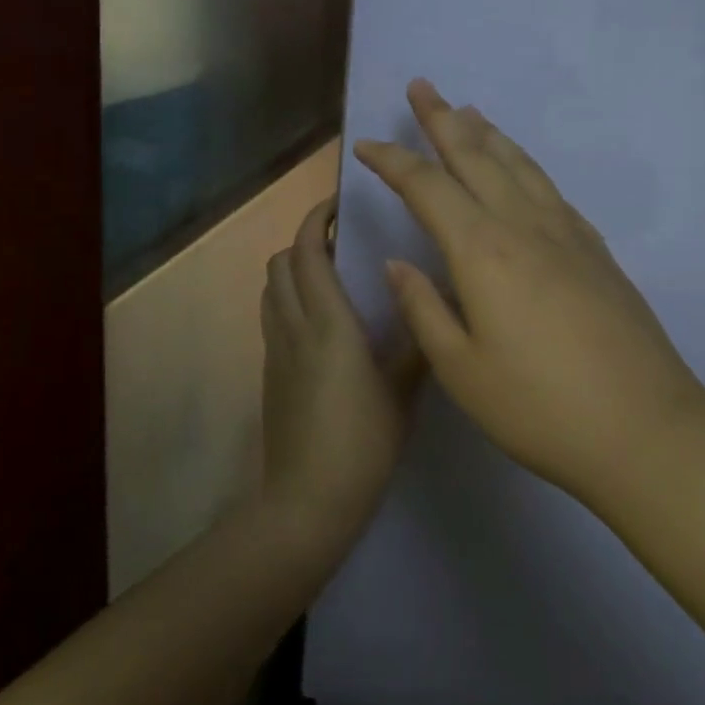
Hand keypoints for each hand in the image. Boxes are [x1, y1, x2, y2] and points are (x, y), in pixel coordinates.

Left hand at [260, 196, 421, 554]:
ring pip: (272, 288)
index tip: (339, 204)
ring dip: (294, 269)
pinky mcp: (269, 373)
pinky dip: (289, 299)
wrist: (308, 500)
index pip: (308, 251)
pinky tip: (322, 322)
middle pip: (281, 262)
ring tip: (332, 276)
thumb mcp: (404, 391)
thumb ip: (419, 340)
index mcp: (328, 323)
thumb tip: (434, 299)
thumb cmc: (363, 442)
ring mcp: (275, 350)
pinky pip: (272, 316)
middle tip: (343, 242)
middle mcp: (293, 326)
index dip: (316, 218)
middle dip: (305, 240)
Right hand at [354, 80, 704, 496]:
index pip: (428, 187)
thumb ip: (424, 309)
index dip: (394, 161)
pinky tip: (521, 171)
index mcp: (483, 252)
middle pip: (478, 156)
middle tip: (422, 86)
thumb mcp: (462, 370)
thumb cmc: (540, 408)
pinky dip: (525, 165)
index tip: (366, 145)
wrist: (646, 430)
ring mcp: (568, 234)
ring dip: (488, 134)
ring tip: (468, 110)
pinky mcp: (596, 251)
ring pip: (519, 165)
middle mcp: (525, 226)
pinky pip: (550, 189)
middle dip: (443, 119)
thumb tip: (399, 263)